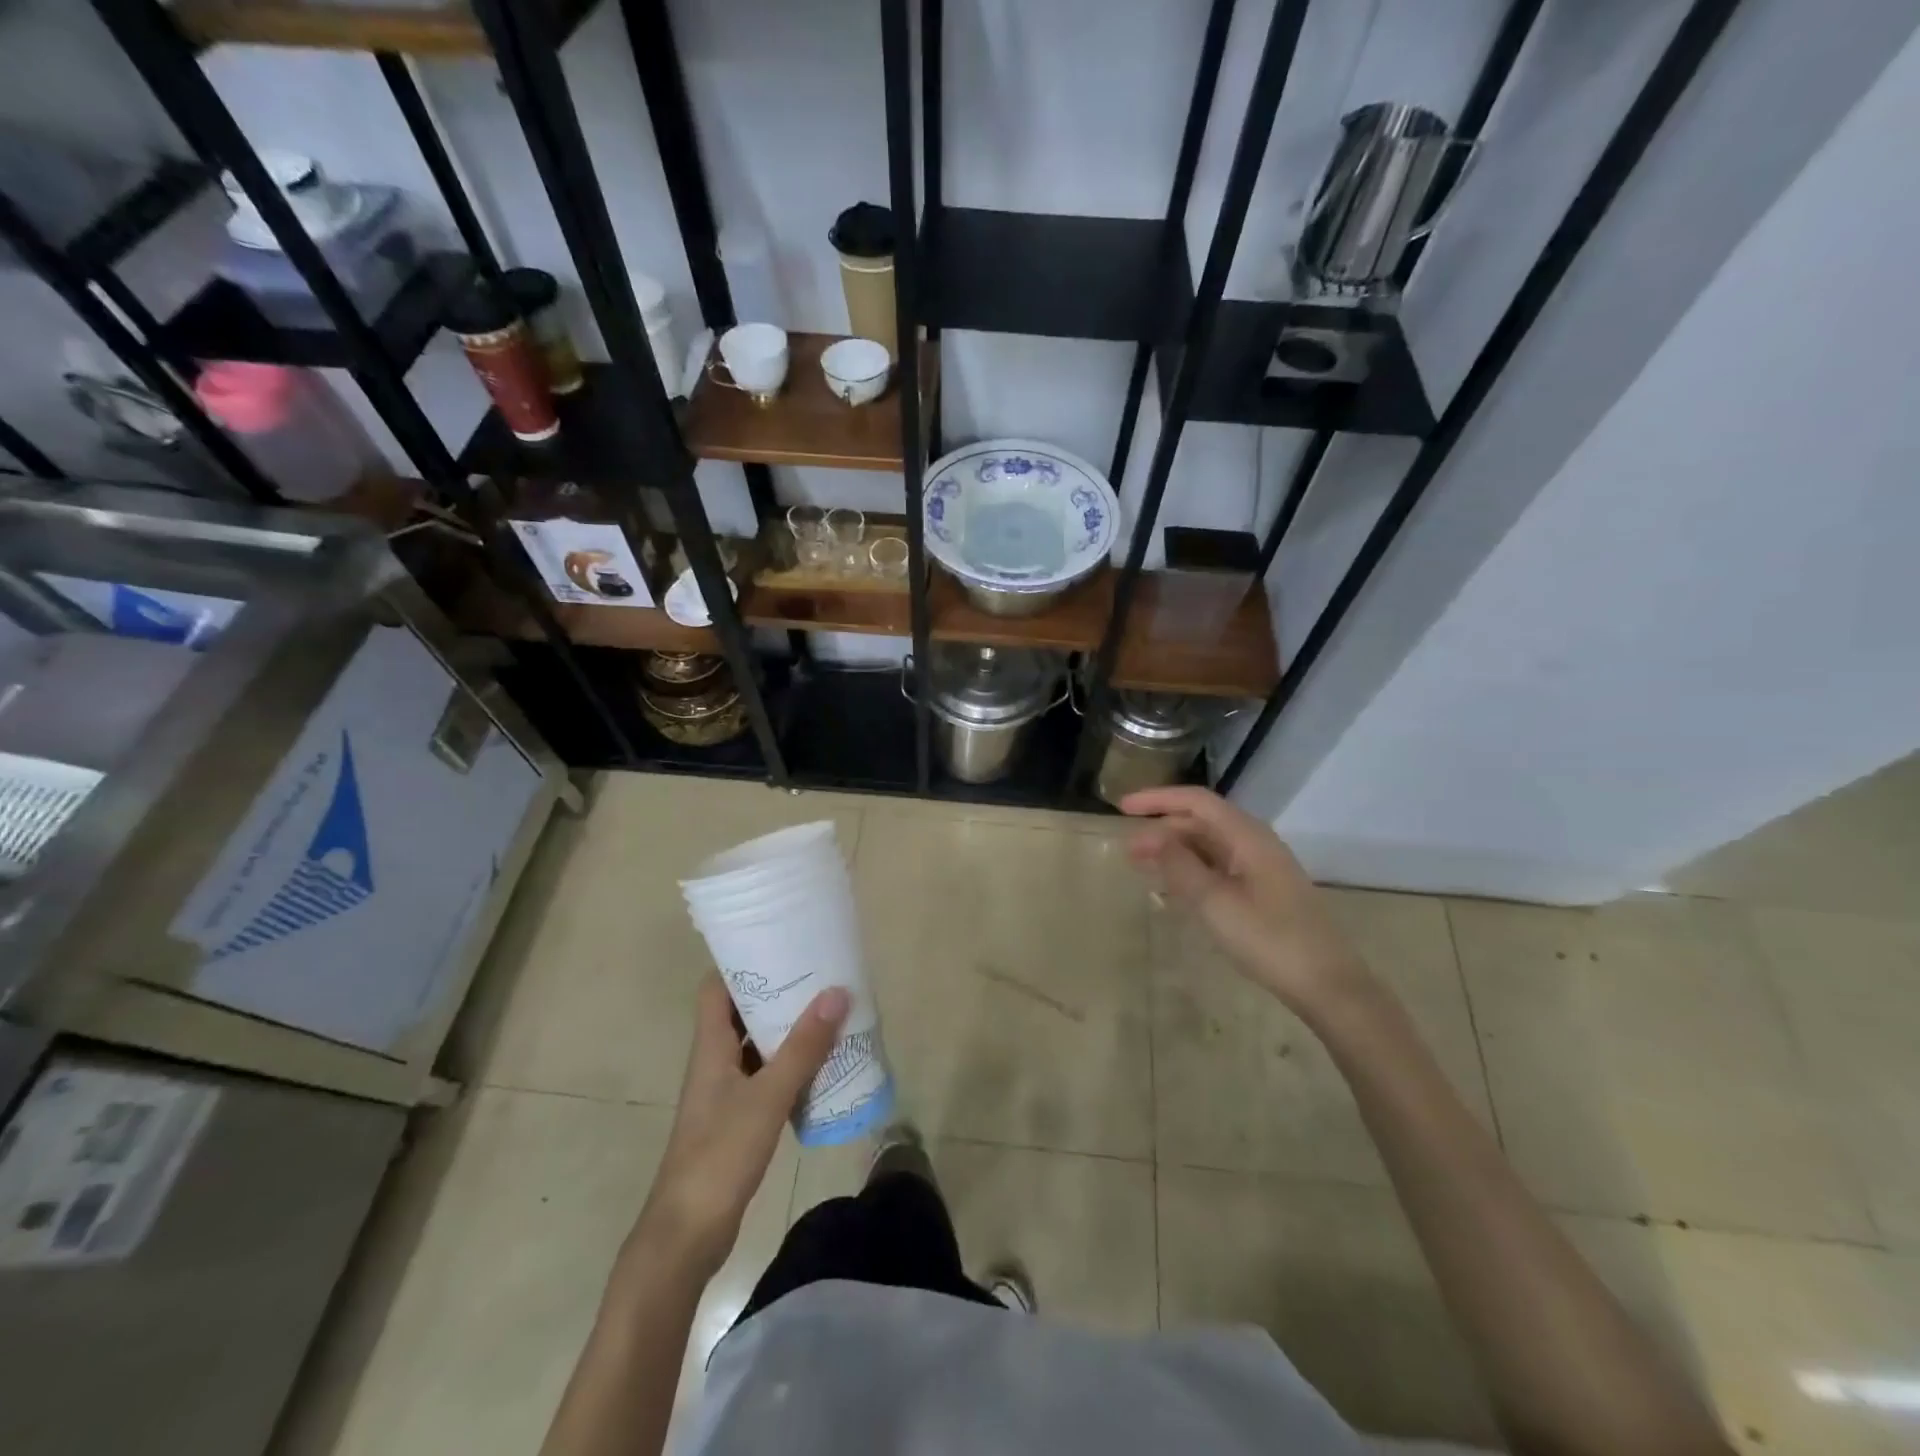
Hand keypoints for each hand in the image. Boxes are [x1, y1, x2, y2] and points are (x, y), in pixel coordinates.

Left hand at [633, 974, 849, 1276]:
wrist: (686, 1235)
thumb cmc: (719, 1155)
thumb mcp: (767, 1097)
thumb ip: (803, 1047)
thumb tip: (836, 992)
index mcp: (710, 1046)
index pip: (715, 987)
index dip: (740, 960)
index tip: (777, 941)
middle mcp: (714, 1061)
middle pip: (739, 1011)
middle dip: (774, 990)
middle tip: (816, 971)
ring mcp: (724, 1092)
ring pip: (755, 1044)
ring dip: (784, 1027)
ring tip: (826, 1009)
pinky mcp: (736, 1118)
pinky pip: (764, 1075)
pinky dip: (788, 1063)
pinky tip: (819, 1064)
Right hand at [1122, 786, 1368, 1013]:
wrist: (1327, 985)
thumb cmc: (1269, 939)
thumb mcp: (1214, 902)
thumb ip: (1180, 866)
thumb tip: (1151, 836)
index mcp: (1247, 837)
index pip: (1196, 802)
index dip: (1158, 799)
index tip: (1122, 808)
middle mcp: (1255, 844)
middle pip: (1202, 823)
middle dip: (1161, 830)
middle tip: (1126, 850)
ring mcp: (1261, 869)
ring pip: (1209, 847)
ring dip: (1174, 852)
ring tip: (1141, 867)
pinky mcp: (1263, 893)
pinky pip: (1218, 869)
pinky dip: (1191, 872)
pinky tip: (1173, 890)